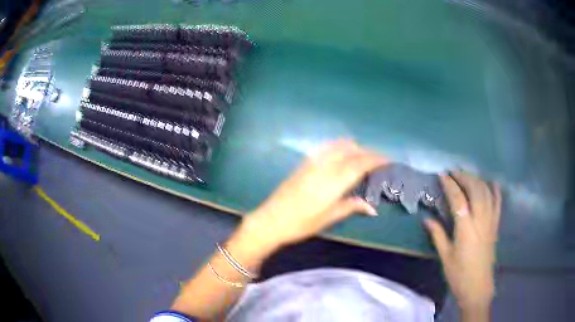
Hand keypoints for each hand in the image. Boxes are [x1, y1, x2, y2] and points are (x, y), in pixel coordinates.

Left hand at [240, 140, 387, 250]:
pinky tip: (342, 155)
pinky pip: (327, 148)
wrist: (271, 220)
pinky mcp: (304, 163)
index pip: (361, 164)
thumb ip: (351, 207)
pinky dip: (340, 147)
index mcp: (334, 181)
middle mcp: (325, 166)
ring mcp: (313, 162)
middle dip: (369, 153)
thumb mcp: (328, 218)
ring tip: (363, 158)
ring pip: (339, 146)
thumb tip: (372, 208)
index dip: (377, 160)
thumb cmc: (301, 223)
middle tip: (380, 161)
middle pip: (352, 151)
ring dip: (355, 148)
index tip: (389, 160)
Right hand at [424, 171, 501, 311]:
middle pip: (475, 190)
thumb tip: (427, 218)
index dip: (450, 185)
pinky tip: (492, 183)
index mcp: (466, 229)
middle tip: (454, 172)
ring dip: (477, 180)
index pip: (458, 199)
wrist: (478, 287)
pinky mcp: (496, 226)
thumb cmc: (459, 274)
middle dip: (465, 177)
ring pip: (487, 193)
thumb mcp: (445, 256)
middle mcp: (480, 220)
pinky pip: (498, 203)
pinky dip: (495, 191)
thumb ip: (437, 235)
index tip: (443, 175)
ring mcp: (490, 222)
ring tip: (467, 176)